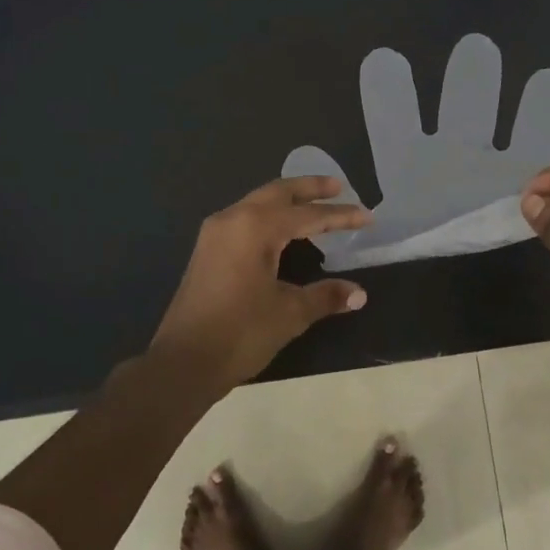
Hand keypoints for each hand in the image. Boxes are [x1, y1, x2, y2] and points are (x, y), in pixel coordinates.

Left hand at [149, 176, 371, 390]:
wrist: (183, 362)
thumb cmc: (240, 333)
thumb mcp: (290, 313)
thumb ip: (325, 296)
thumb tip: (360, 294)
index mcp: (255, 227)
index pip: (308, 215)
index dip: (340, 216)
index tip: (367, 216)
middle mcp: (233, 219)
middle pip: (278, 192)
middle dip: (309, 188)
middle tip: (338, 187)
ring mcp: (215, 233)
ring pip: (258, 202)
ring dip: (287, 200)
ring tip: (314, 205)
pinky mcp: (207, 250)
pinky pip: (244, 218)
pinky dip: (269, 216)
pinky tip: (283, 231)